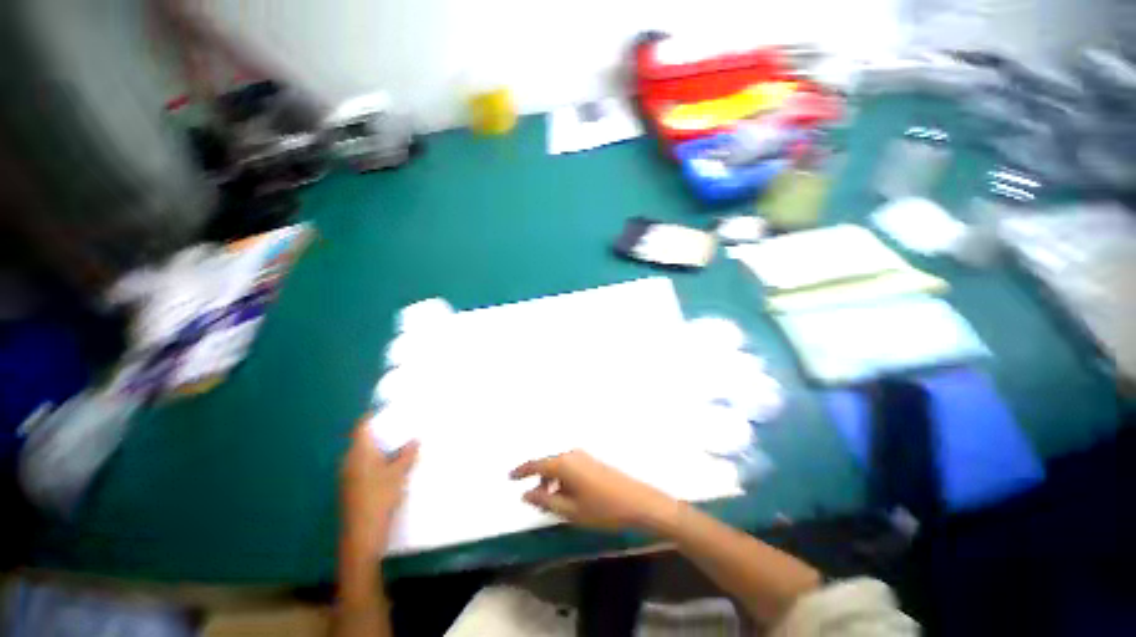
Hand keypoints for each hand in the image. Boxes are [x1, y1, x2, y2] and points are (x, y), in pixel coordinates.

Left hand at [340, 416, 418, 556]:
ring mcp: (349, 476)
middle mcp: (349, 461)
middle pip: (363, 439)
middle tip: (402, 426)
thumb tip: (414, 440)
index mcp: (359, 453)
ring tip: (402, 444)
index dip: (373, 415)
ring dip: (381, 448)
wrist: (362, 536)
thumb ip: (407, 454)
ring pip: (365, 454)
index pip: (362, 426)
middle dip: (382, 431)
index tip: (390, 408)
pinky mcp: (352, 488)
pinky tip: (393, 466)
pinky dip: (378, 461)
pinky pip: (365, 466)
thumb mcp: (398, 474)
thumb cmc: (379, 499)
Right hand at [510, 450, 680, 532]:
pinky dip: (563, 479)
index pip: (536, 464)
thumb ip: (545, 501)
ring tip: (550, 501)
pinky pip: (570, 467)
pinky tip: (567, 495)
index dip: (522, 470)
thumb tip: (526, 494)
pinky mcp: (593, 462)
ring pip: (560, 466)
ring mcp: (584, 457)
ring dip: (552, 480)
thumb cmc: (602, 509)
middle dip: (538, 478)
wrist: (637, 502)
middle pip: (549, 464)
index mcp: (564, 463)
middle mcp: (572, 454)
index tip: (509, 476)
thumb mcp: (570, 510)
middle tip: (531, 496)